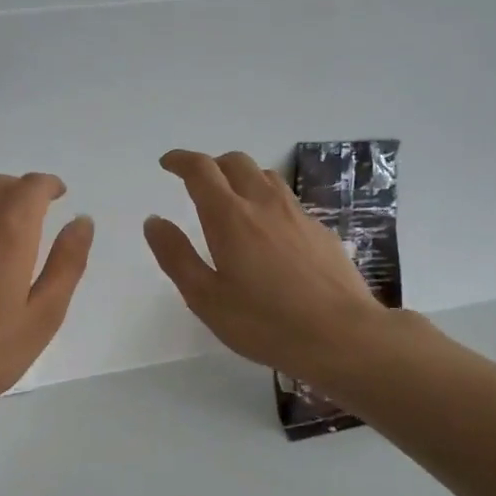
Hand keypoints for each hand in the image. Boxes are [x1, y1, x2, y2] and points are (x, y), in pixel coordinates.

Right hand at [145, 149, 396, 379]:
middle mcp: (264, 204)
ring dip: (242, 177)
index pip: (201, 171)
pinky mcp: (320, 231)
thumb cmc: (264, 322)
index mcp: (230, 217)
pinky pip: (288, 200)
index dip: (181, 161)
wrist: (341, 335)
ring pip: (266, 176)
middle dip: (212, 164)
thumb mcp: (206, 298)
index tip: (168, 163)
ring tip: (232, 200)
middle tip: (197, 182)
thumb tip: (154, 221)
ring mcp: (298, 214)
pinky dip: (267, 200)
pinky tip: (269, 230)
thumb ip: (176, 256)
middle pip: (236, 163)